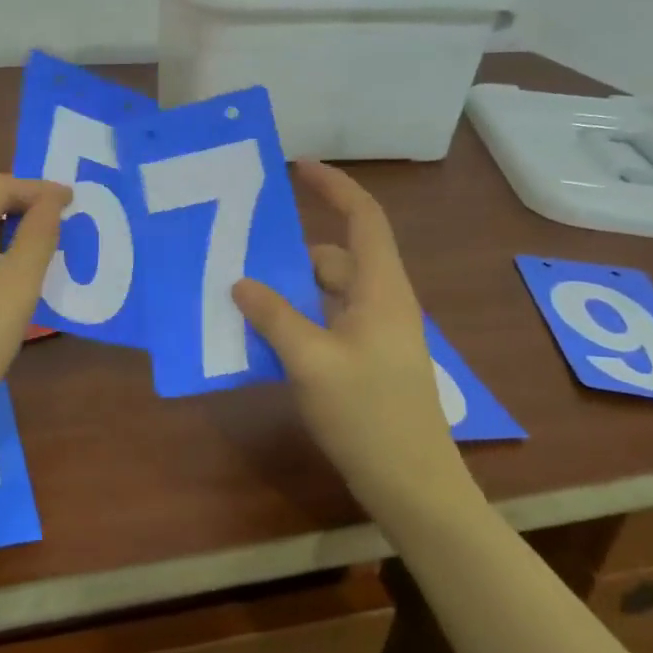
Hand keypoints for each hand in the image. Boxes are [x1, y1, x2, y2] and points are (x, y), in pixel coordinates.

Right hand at [234, 161, 474, 505]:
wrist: (412, 485)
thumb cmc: (369, 415)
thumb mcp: (311, 362)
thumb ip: (274, 317)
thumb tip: (240, 282)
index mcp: (381, 289)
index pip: (363, 217)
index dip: (334, 186)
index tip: (297, 167)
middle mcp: (382, 302)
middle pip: (335, 257)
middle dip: (289, 254)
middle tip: (240, 256)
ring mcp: (375, 334)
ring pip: (326, 293)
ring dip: (288, 292)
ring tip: (240, 299)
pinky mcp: (366, 360)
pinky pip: (325, 322)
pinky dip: (296, 320)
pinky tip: (262, 337)